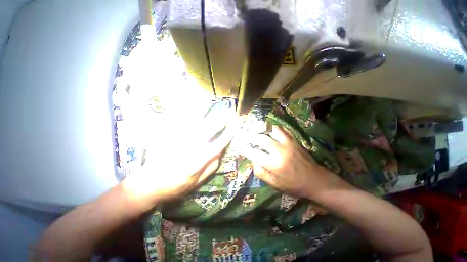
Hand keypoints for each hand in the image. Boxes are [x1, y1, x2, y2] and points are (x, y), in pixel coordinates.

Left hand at [122, 119, 235, 205]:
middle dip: (219, 121)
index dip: (226, 136)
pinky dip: (189, 115)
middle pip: (207, 131)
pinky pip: (181, 123)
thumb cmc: (175, 187)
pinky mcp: (169, 137)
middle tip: (227, 114)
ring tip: (215, 108)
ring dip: (206, 115)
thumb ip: (211, 167)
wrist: (147, 184)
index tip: (233, 127)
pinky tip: (195, 110)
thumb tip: (220, 152)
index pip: (217, 145)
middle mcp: (189, 149)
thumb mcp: (197, 183)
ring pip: (194, 124)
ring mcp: (178, 141)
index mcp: (197, 162)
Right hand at [234, 126, 348, 198]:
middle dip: (249, 135)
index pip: (253, 153)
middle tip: (242, 134)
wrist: (315, 180)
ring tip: (254, 128)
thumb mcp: (275, 185)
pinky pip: (282, 129)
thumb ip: (261, 173)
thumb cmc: (293, 185)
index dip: (243, 148)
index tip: (236, 144)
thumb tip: (253, 161)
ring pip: (271, 130)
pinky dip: (274, 128)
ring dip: (261, 128)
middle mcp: (279, 151)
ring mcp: (288, 143)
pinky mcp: (294, 140)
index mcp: (273, 164)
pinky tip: (269, 129)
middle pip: (260, 138)